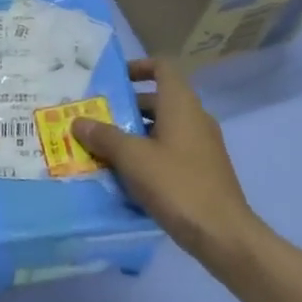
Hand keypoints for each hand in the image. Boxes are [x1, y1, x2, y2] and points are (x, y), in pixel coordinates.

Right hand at [72, 59, 253, 253]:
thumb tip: (78, 121)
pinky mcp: (203, 170)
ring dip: (135, 134)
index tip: (114, 80)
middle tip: (97, 119)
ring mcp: (202, 146)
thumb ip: (104, 136)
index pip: (162, 67)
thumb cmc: (177, 185)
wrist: (223, 235)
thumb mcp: (133, 158)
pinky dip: (149, 154)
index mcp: (181, 104)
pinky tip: (127, 176)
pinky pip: (171, 150)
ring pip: (163, 128)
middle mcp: (195, 118)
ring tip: (104, 149)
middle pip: (159, 99)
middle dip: (126, 107)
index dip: (138, 67)